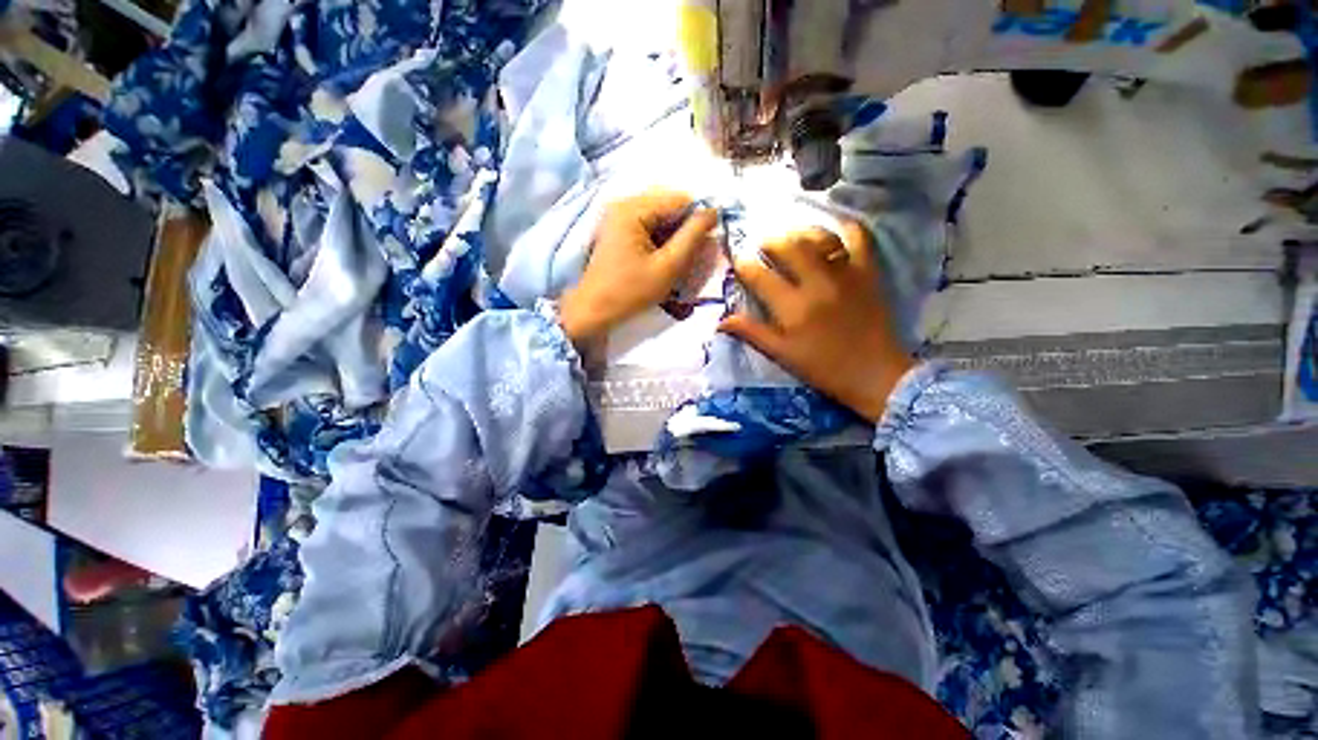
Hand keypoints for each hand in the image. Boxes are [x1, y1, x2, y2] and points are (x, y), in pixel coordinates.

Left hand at [559, 190, 717, 347]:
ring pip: (660, 219)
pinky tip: (665, 260)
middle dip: (686, 229)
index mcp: (633, 208)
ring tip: (681, 261)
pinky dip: (661, 241)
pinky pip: (648, 228)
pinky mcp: (617, 231)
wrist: (593, 312)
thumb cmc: (630, 292)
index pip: (679, 200)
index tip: (709, 244)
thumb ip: (693, 237)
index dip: (699, 218)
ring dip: (674, 237)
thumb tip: (713, 212)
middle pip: (669, 207)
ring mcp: (618, 217)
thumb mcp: (668, 266)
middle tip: (694, 256)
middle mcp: (624, 204)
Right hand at [718, 223, 914, 423]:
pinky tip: (833, 231)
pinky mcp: (868, 273)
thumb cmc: (823, 368)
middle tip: (763, 244)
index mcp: (792, 308)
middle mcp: (817, 284)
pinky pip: (859, 239)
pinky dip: (846, 228)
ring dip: (800, 232)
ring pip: (819, 237)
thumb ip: (752, 333)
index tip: (737, 260)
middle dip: (770, 241)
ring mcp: (845, 275)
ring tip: (793, 236)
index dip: (743, 265)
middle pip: (788, 248)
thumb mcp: (782, 355)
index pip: (760, 277)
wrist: (875, 375)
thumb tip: (721, 321)